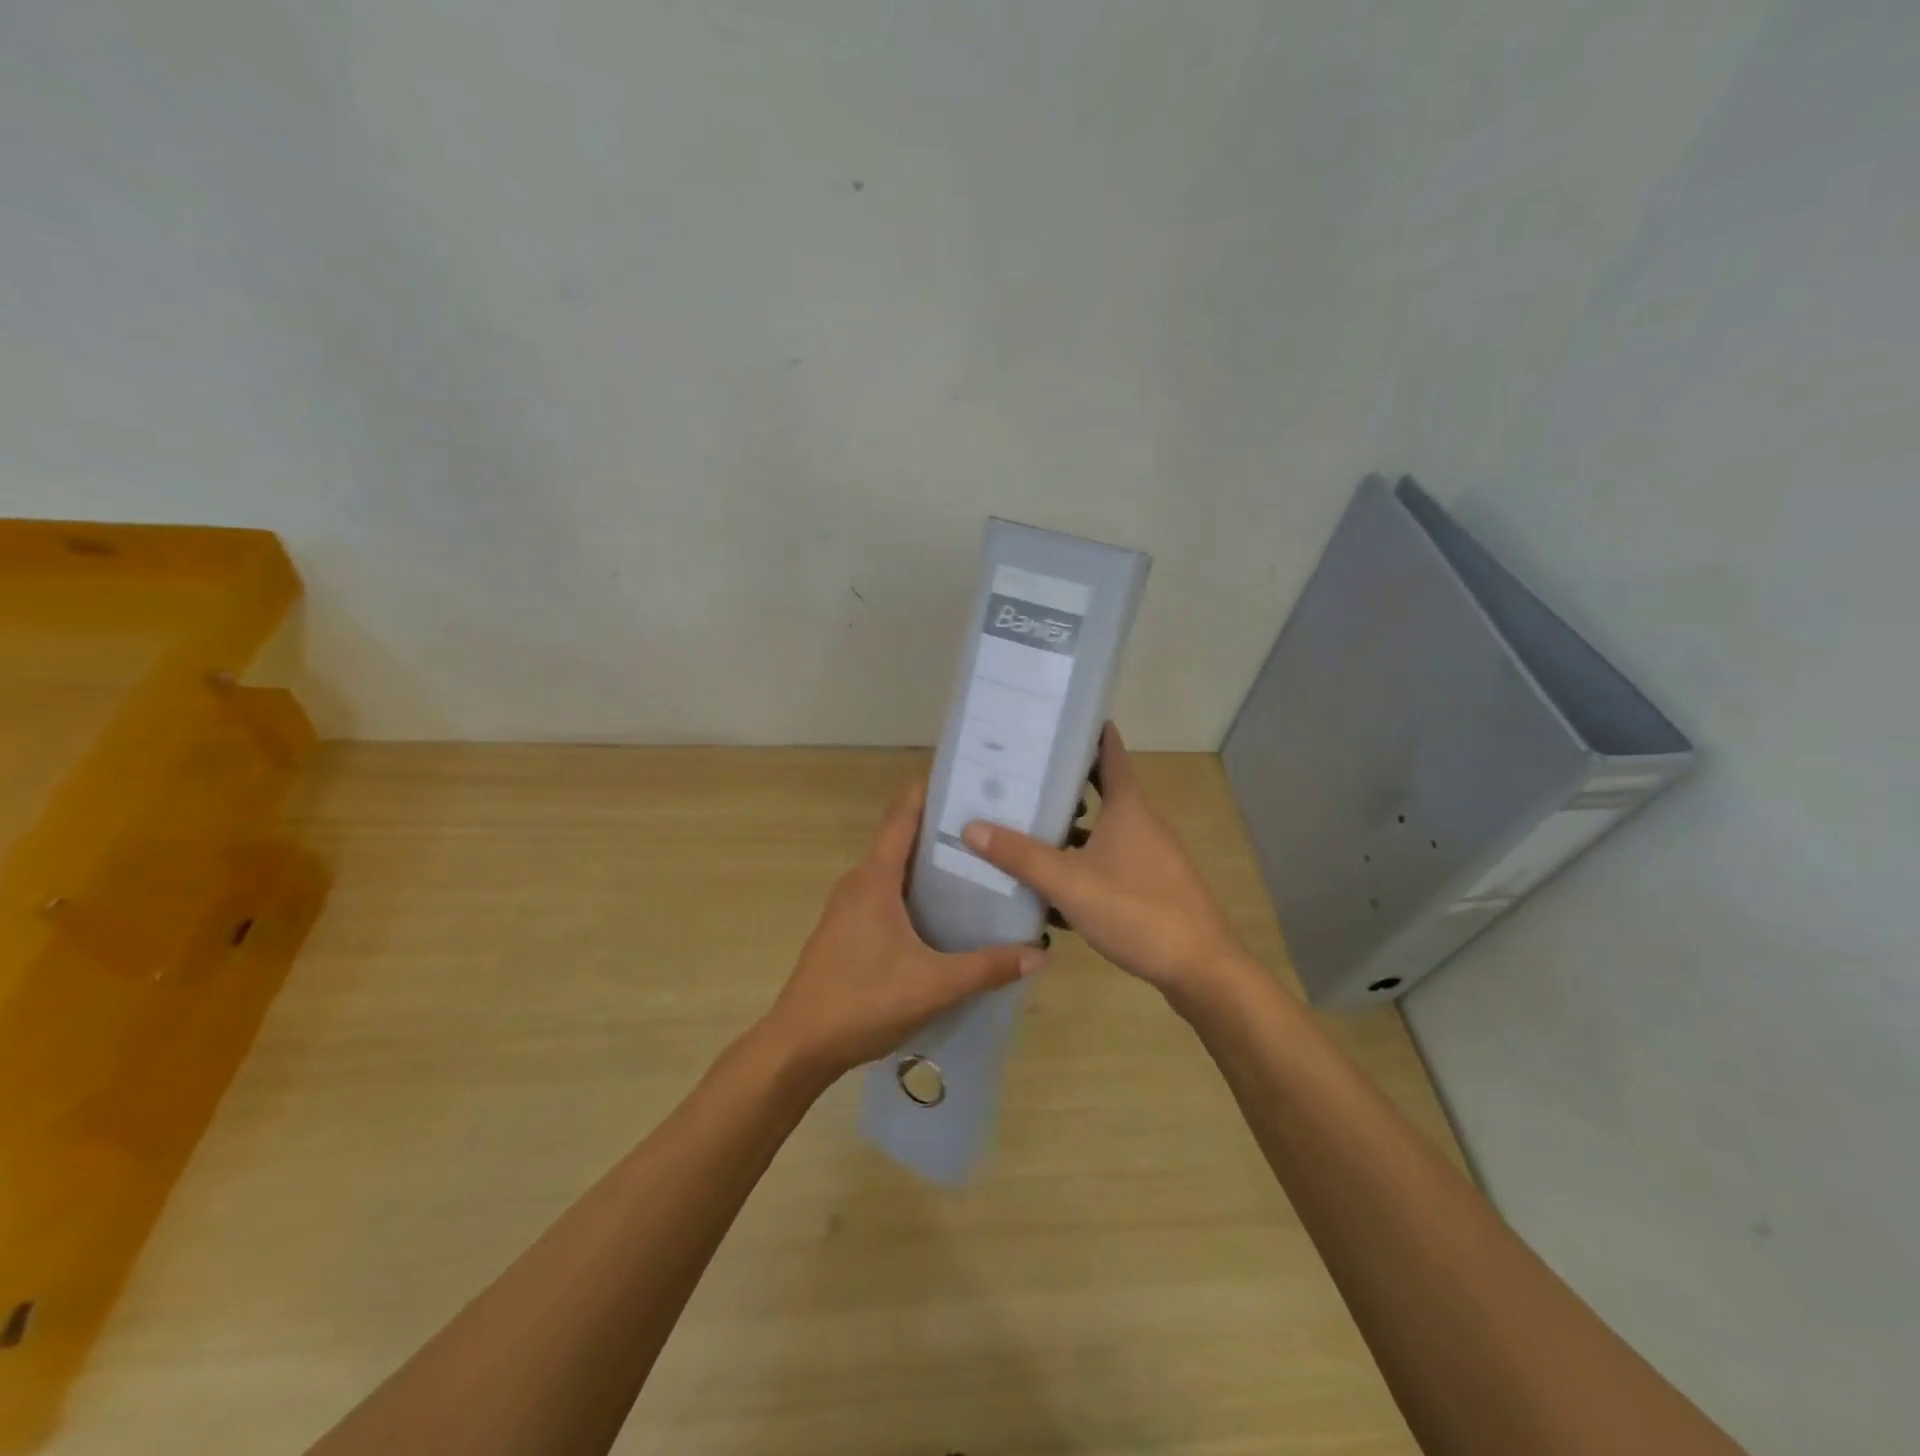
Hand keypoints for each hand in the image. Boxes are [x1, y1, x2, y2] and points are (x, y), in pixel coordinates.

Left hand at [761, 777, 1044, 1083]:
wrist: (799, 1046)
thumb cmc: (863, 1002)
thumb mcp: (933, 985)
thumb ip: (987, 967)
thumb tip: (1040, 953)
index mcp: (874, 880)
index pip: (901, 819)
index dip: (927, 793)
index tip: (962, 778)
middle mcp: (857, 883)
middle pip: (900, 841)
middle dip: (939, 830)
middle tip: (987, 826)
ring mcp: (847, 907)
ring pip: (892, 871)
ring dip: (926, 864)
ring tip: (973, 865)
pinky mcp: (845, 931)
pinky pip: (884, 895)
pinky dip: (912, 891)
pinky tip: (940, 912)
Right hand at [961, 723, 1253, 1007]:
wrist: (1201, 970)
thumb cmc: (1136, 911)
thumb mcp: (1070, 883)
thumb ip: (1021, 856)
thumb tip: (971, 827)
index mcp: (1128, 807)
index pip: (1108, 752)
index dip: (1085, 731)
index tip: (1054, 720)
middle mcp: (1142, 823)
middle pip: (1100, 790)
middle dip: (1063, 784)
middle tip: (1020, 777)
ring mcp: (1151, 856)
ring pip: (1103, 831)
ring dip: (1069, 830)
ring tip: (1026, 830)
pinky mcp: (1152, 886)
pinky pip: (1109, 862)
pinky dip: (1082, 865)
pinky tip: (1053, 887)